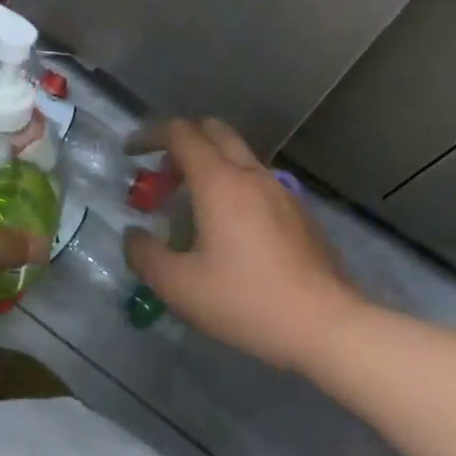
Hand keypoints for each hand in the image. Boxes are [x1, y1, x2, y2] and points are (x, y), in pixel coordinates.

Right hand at [123, 118, 362, 370]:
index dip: (150, 135)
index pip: (180, 133)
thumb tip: (134, 235)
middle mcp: (251, 174)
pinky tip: (229, 229)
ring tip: (191, 206)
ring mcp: (280, 190)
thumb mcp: (179, 286)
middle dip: (181, 142)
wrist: (325, 325)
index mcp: (219, 181)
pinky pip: (257, 180)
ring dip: (208, 164)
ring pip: (238, 155)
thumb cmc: (246, 300)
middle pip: (213, 130)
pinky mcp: (298, 211)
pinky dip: (233, 184)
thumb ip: (146, 255)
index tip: (130, 154)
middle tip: (162, 176)